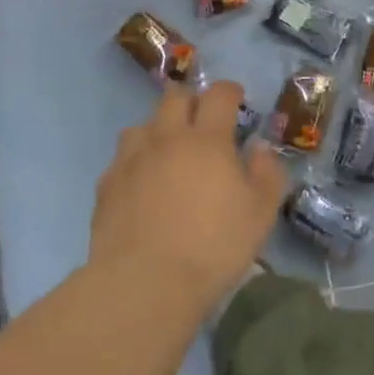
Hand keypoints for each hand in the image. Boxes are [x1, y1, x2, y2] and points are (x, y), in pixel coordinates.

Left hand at [91, 82, 285, 311]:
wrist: (144, 284)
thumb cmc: (213, 247)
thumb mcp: (260, 213)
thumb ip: (267, 173)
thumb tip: (259, 148)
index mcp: (207, 140)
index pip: (218, 95)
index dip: (229, 91)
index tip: (237, 98)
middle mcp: (167, 138)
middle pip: (175, 98)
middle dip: (191, 101)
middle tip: (203, 121)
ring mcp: (132, 160)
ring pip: (143, 124)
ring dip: (159, 129)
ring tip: (169, 151)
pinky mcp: (107, 185)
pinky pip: (122, 159)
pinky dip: (136, 161)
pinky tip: (143, 183)